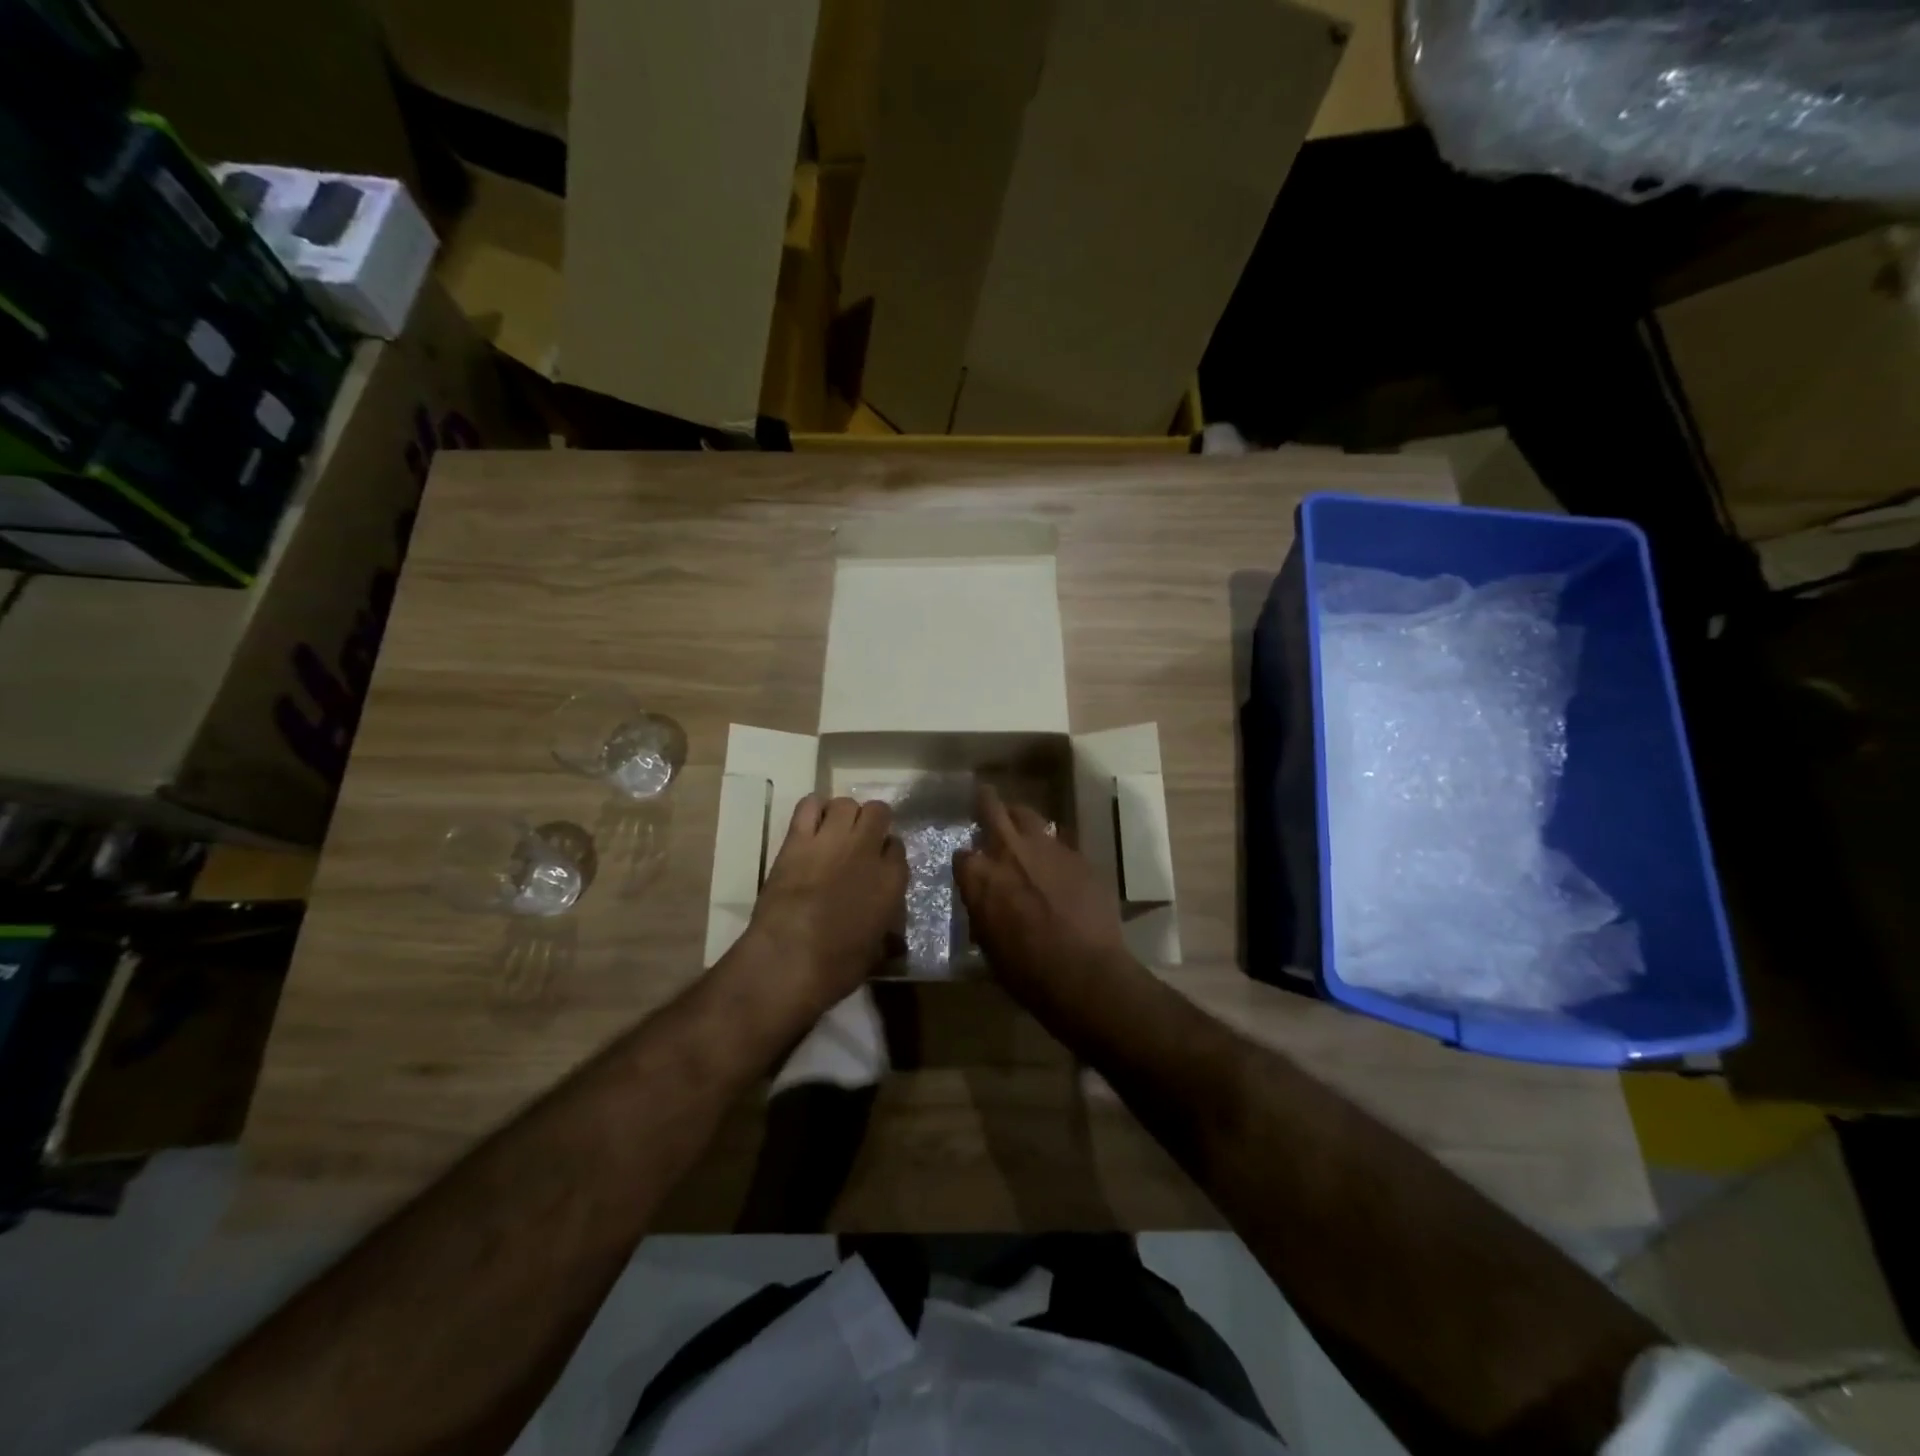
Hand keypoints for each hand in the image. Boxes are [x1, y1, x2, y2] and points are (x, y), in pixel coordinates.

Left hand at [743, 795, 906, 1016]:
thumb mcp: (875, 952)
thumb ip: (886, 932)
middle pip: (878, 812)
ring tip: (834, 831)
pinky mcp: (798, 839)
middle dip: (872, 822)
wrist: (788, 961)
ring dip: (843, 814)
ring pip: (846, 803)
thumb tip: (892, 936)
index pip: (898, 847)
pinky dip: (812, 809)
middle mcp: (867, 850)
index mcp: (892, 880)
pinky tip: (810, 825)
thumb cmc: (836, 968)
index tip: (878, 863)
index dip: (887, 853)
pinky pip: (809, 805)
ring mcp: (832, 840)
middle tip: (859, 841)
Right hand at [954, 784, 1134, 1012]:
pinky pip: (1060, 840)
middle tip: (984, 796)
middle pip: (991, 809)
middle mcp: (1009, 851)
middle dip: (985, 802)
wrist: (1084, 972)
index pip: (962, 855)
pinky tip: (1057, 858)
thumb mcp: (988, 944)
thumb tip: (984, 900)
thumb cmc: (1027, 971)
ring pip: (1028, 815)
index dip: (966, 861)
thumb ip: (982, 910)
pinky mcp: (1077, 855)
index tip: (970, 866)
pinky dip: (1053, 845)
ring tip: (1021, 822)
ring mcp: (1046, 848)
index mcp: (980, 877)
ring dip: (1020, 817)